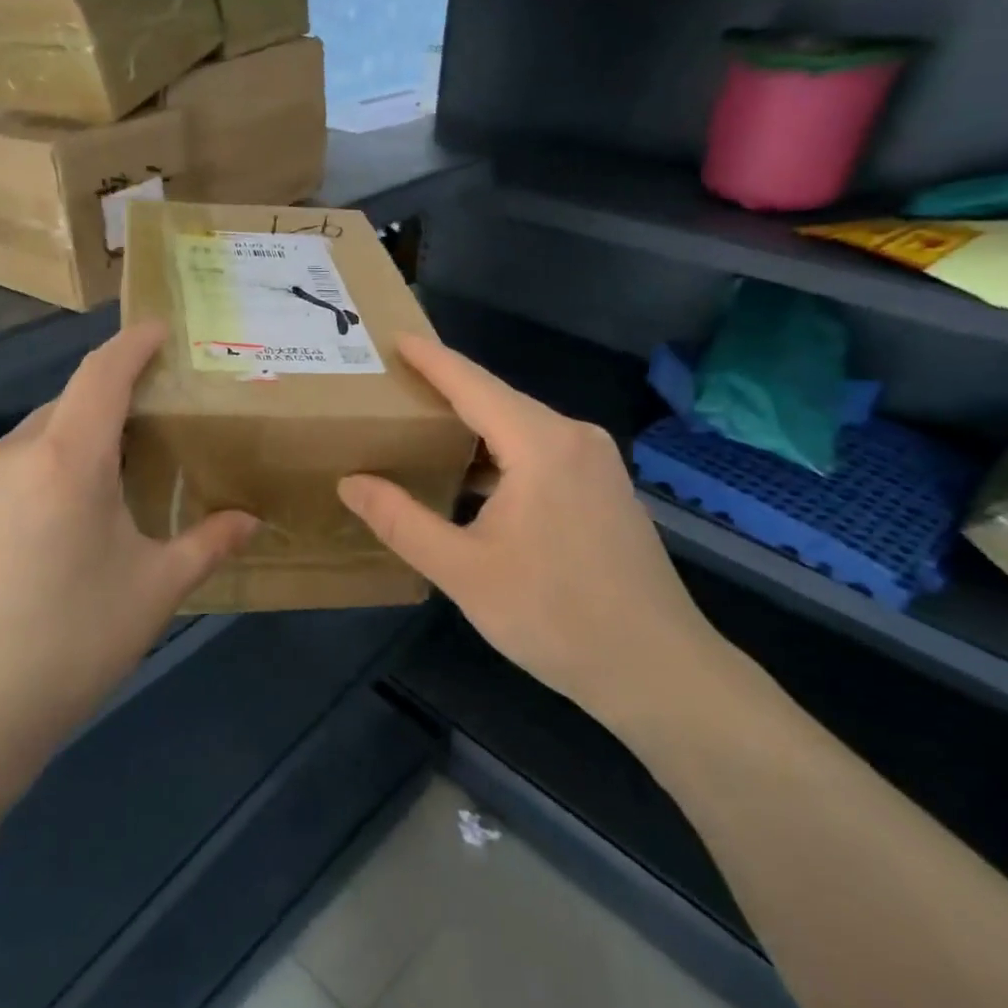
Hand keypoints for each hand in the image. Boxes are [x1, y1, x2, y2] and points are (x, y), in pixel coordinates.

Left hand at [0, 325, 257, 754]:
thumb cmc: (72, 642)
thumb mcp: (155, 590)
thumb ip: (208, 543)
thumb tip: (252, 521)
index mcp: (67, 459)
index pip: (102, 374)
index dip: (132, 344)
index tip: (158, 330)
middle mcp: (14, 454)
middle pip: (71, 403)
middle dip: (112, 399)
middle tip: (153, 422)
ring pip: (38, 436)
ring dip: (77, 438)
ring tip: (111, 476)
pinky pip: (11, 468)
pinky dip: (45, 468)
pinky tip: (60, 518)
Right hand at [338, 336, 725, 727]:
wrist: (657, 670)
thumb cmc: (554, 616)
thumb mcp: (463, 571)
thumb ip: (401, 521)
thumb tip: (351, 482)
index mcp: (542, 444)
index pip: (473, 384)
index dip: (430, 360)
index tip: (393, 337)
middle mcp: (575, 438)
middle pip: (497, 401)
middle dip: (446, 390)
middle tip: (393, 384)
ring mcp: (597, 464)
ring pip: (521, 428)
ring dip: (472, 426)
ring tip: (421, 425)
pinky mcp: (604, 489)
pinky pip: (541, 452)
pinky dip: (500, 454)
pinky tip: (471, 475)